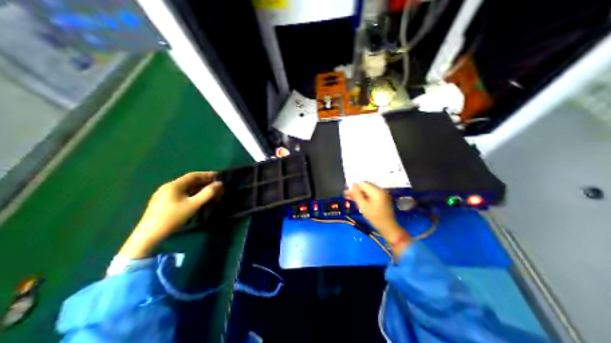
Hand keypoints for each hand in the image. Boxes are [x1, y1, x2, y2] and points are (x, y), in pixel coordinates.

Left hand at [118, 173, 223, 257]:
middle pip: (188, 182)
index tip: (218, 176)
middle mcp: (167, 187)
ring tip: (207, 193)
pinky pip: (178, 194)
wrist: (150, 234)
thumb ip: (207, 194)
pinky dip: (189, 195)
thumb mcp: (193, 205)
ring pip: (183, 189)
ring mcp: (162, 195)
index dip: (206, 175)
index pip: (193, 175)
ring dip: (196, 190)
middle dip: (203, 183)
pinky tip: (194, 201)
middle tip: (215, 186)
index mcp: (174, 185)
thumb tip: (219, 184)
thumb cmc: (173, 218)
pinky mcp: (161, 203)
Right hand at [343, 182, 409, 253]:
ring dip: (361, 194)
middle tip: (347, 195)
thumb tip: (352, 184)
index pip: (363, 184)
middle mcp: (381, 190)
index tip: (347, 192)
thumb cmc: (375, 217)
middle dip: (357, 190)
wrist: (388, 227)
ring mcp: (383, 194)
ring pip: (369, 191)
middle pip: (366, 186)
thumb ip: (357, 194)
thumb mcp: (364, 206)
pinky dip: (366, 197)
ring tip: (352, 198)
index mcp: (377, 191)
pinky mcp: (384, 199)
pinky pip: (373, 195)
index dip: (354, 186)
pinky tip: (360, 201)